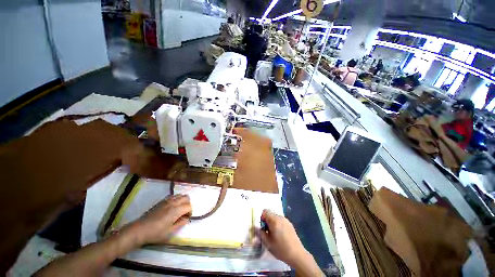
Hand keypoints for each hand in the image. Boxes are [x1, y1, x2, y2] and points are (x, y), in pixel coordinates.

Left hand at [133, 194, 191, 244]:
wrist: (139, 230)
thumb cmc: (155, 233)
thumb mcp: (169, 232)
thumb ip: (180, 224)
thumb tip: (186, 219)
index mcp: (176, 210)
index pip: (189, 206)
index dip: (190, 212)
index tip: (187, 218)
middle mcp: (173, 203)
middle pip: (186, 197)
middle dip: (188, 204)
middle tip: (184, 213)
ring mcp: (167, 200)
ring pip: (180, 195)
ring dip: (182, 201)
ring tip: (179, 209)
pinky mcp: (162, 201)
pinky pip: (173, 196)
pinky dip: (176, 199)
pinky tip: (172, 207)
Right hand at [258, 210, 306, 265]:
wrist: (297, 255)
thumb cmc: (281, 249)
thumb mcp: (268, 243)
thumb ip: (261, 233)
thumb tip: (256, 227)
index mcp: (274, 220)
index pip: (265, 211)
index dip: (262, 217)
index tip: (262, 227)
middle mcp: (280, 217)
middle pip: (271, 214)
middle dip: (267, 221)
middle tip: (267, 232)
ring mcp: (286, 220)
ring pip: (276, 218)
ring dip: (272, 223)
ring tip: (274, 235)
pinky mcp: (290, 224)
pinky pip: (281, 221)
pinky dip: (278, 225)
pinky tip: (280, 236)